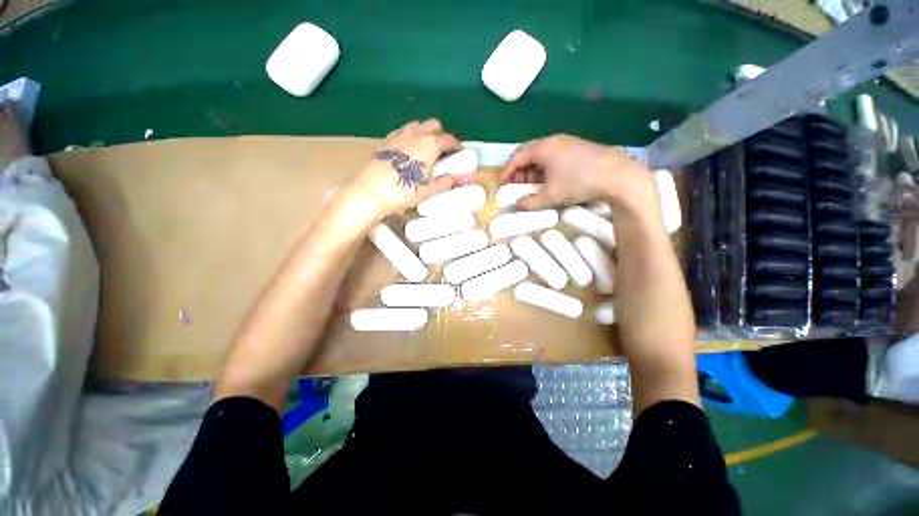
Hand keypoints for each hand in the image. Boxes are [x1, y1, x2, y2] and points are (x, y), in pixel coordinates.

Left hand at [341, 119, 472, 221]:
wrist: (372, 191)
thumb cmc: (405, 191)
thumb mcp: (429, 190)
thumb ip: (446, 182)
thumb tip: (461, 178)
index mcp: (430, 144)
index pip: (449, 139)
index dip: (456, 145)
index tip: (459, 153)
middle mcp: (415, 134)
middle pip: (433, 125)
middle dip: (441, 134)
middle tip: (442, 151)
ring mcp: (399, 135)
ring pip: (416, 125)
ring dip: (424, 133)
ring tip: (425, 150)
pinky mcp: (386, 141)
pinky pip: (402, 132)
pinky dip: (410, 136)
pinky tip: (407, 151)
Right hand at [500, 134, 650, 210]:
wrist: (618, 176)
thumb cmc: (579, 183)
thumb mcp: (551, 196)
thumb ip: (530, 202)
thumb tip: (516, 206)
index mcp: (543, 148)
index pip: (517, 157)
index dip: (507, 172)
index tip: (501, 185)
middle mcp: (553, 140)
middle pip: (528, 153)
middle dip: (518, 170)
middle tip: (515, 186)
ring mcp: (567, 142)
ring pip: (541, 154)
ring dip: (532, 169)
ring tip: (531, 185)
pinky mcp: (578, 147)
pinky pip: (553, 155)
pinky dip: (545, 167)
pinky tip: (548, 179)